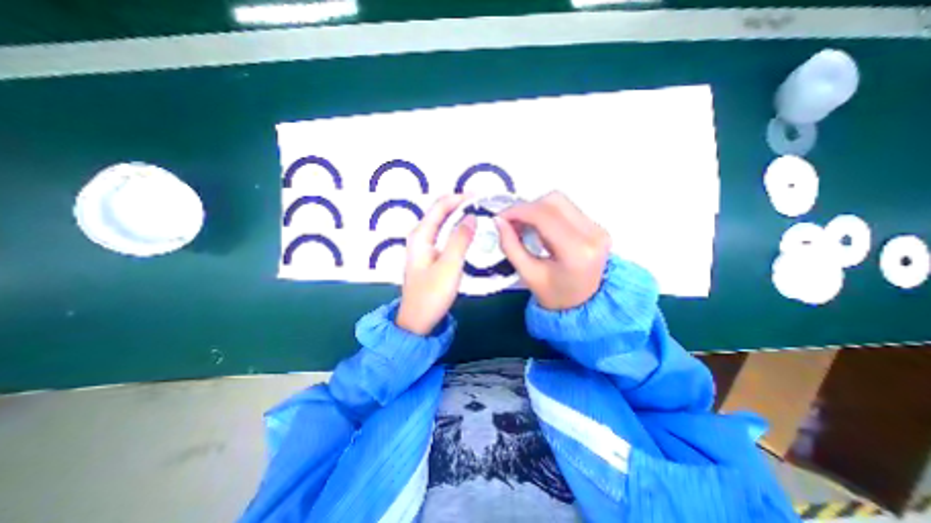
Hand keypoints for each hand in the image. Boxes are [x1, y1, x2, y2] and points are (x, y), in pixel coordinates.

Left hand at [395, 193, 474, 334]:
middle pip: (441, 212)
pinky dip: (457, 230)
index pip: (440, 206)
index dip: (459, 198)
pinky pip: (444, 235)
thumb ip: (460, 239)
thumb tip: (471, 217)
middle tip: (483, 206)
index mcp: (420, 235)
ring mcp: (424, 246)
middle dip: (461, 205)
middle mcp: (420, 236)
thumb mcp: (449, 266)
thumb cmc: (432, 294)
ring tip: (480, 217)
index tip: (480, 197)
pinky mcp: (430, 255)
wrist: (418, 320)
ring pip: (443, 224)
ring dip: (460, 217)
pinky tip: (469, 234)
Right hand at [495, 192, 612, 309]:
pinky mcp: (597, 226)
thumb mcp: (528, 274)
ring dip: (536, 209)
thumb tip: (498, 221)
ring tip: (523, 226)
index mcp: (576, 251)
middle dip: (526, 208)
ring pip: (560, 201)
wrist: (584, 304)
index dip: (518, 211)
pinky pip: (567, 208)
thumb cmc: (554, 294)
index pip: (544, 216)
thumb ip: (510, 246)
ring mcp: (598, 228)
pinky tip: (538, 228)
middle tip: (511, 223)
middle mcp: (593, 234)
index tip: (500, 218)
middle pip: (554, 201)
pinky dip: (547, 213)